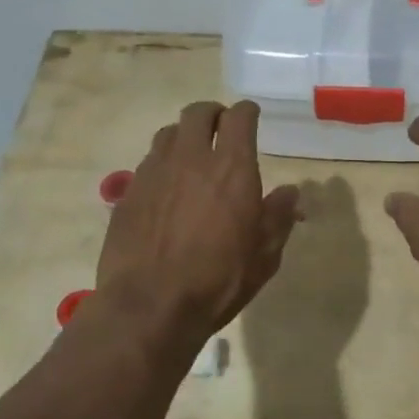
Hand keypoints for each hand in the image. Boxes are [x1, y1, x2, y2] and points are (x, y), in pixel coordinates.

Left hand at [98, 100, 299, 345]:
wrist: (149, 306)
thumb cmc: (218, 281)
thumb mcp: (265, 255)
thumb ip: (279, 216)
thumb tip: (290, 193)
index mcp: (232, 168)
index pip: (239, 117)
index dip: (247, 112)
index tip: (251, 117)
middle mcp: (191, 159)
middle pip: (198, 113)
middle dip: (213, 114)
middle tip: (221, 128)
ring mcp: (154, 173)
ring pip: (168, 133)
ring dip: (184, 136)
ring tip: (192, 156)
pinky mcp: (128, 193)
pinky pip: (148, 163)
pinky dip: (162, 165)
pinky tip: (167, 189)